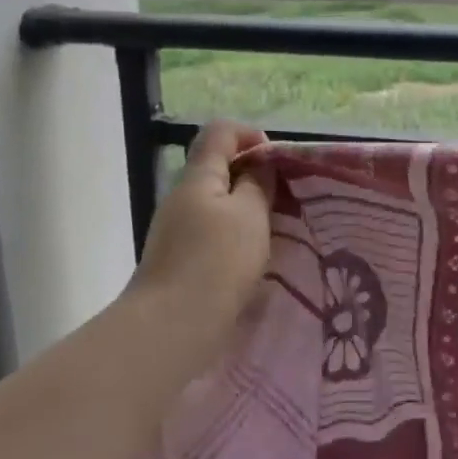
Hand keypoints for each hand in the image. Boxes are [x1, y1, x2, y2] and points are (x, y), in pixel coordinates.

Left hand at [127, 121, 272, 347]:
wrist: (173, 326)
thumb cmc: (217, 261)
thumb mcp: (250, 214)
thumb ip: (258, 183)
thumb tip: (259, 165)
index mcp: (198, 176)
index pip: (220, 132)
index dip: (250, 134)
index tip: (277, 160)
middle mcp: (182, 196)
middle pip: (218, 166)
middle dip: (253, 175)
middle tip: (284, 198)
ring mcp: (177, 229)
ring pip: (217, 202)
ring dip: (246, 208)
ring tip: (275, 229)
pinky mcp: (179, 258)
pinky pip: (212, 231)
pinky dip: (235, 233)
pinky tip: (253, 257)